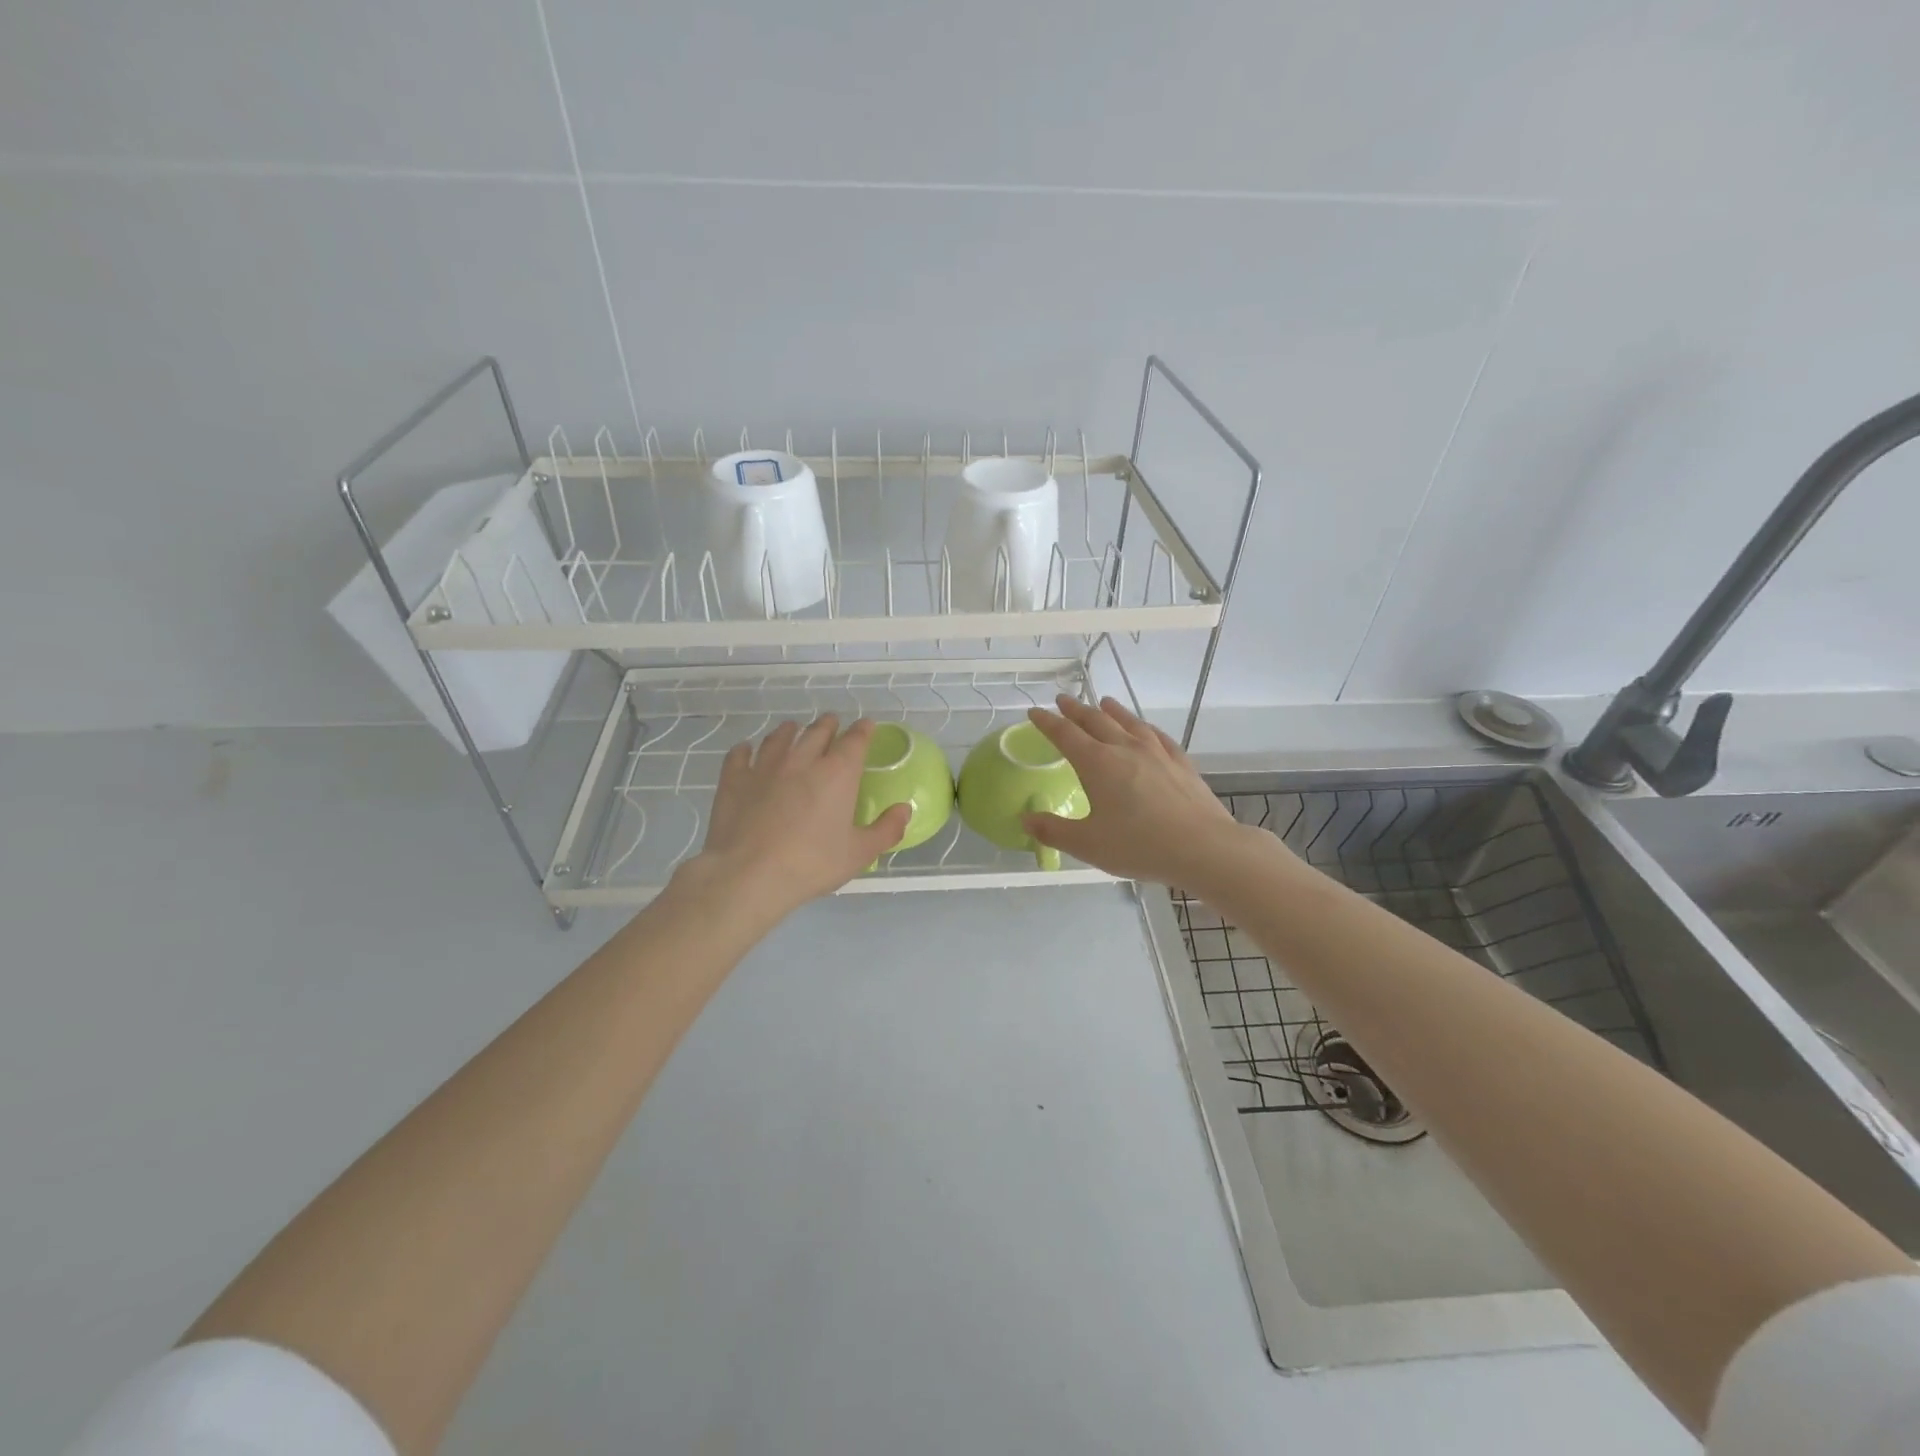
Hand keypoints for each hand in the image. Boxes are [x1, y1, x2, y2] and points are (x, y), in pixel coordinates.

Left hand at [681, 715, 911, 920]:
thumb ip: (886, 829)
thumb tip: (905, 809)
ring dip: (790, 731)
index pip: (855, 740)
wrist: (749, 875)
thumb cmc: (811, 864)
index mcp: (837, 773)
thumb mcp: (859, 854)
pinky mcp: (734, 780)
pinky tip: (746, 751)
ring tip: (792, 730)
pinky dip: (745, 750)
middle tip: (832, 724)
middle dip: (828, 725)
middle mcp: (802, 760)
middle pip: (818, 731)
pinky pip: (740, 755)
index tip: (867, 726)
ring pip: (779, 737)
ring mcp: (765, 766)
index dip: (863, 730)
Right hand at [1022, 695, 1243, 885]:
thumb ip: (1053, 831)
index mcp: (1097, 764)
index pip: (1065, 735)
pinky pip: (1158, 736)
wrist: (1203, 847)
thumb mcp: (1088, 844)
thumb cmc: (1139, 846)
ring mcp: (1156, 753)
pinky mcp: (1181, 763)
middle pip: (1095, 721)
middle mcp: (1124, 749)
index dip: (1047, 722)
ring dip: (1112, 710)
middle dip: (1076, 710)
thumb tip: (1025, 819)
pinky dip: (1145, 727)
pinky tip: (1145, 729)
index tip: (1035, 712)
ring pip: (1129, 722)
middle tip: (1063, 700)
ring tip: (1104, 702)